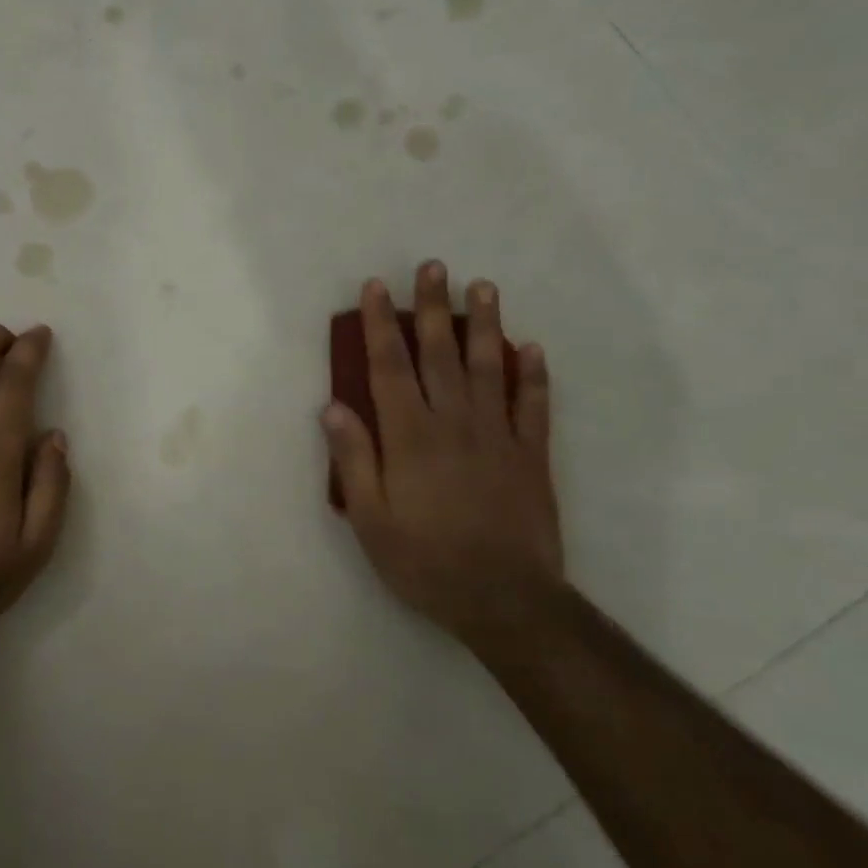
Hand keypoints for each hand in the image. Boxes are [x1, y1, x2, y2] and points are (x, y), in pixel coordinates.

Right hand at [322, 263, 563, 646]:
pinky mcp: (532, 455)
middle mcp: (453, 423)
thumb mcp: (370, 518)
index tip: (377, 288)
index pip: (390, 366)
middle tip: (433, 266)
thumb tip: (332, 405)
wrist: (504, 600)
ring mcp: (498, 435)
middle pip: (441, 354)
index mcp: (409, 436)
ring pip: (490, 367)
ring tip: (483, 287)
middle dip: (433, 307)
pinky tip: (532, 348)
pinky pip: (534, 405)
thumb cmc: (424, 560)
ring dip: (485, 325)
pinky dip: (535, 375)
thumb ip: (353, 458)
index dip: (382, 325)